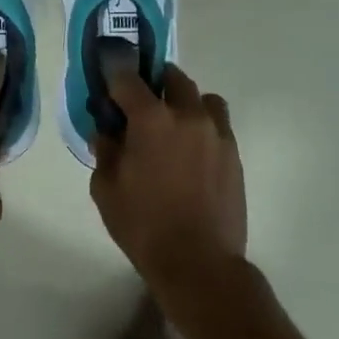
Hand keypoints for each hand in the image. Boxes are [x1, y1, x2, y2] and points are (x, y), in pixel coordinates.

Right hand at [91, 65, 246, 291]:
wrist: (199, 263)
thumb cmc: (144, 226)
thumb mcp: (106, 189)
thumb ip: (104, 151)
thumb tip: (107, 132)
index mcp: (151, 118)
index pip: (127, 78)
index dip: (114, 76)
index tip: (108, 83)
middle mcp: (187, 115)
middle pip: (172, 78)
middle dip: (154, 83)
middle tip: (141, 105)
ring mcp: (216, 132)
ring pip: (202, 98)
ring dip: (185, 102)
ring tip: (174, 126)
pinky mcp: (234, 153)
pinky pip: (218, 124)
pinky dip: (203, 126)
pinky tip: (192, 152)